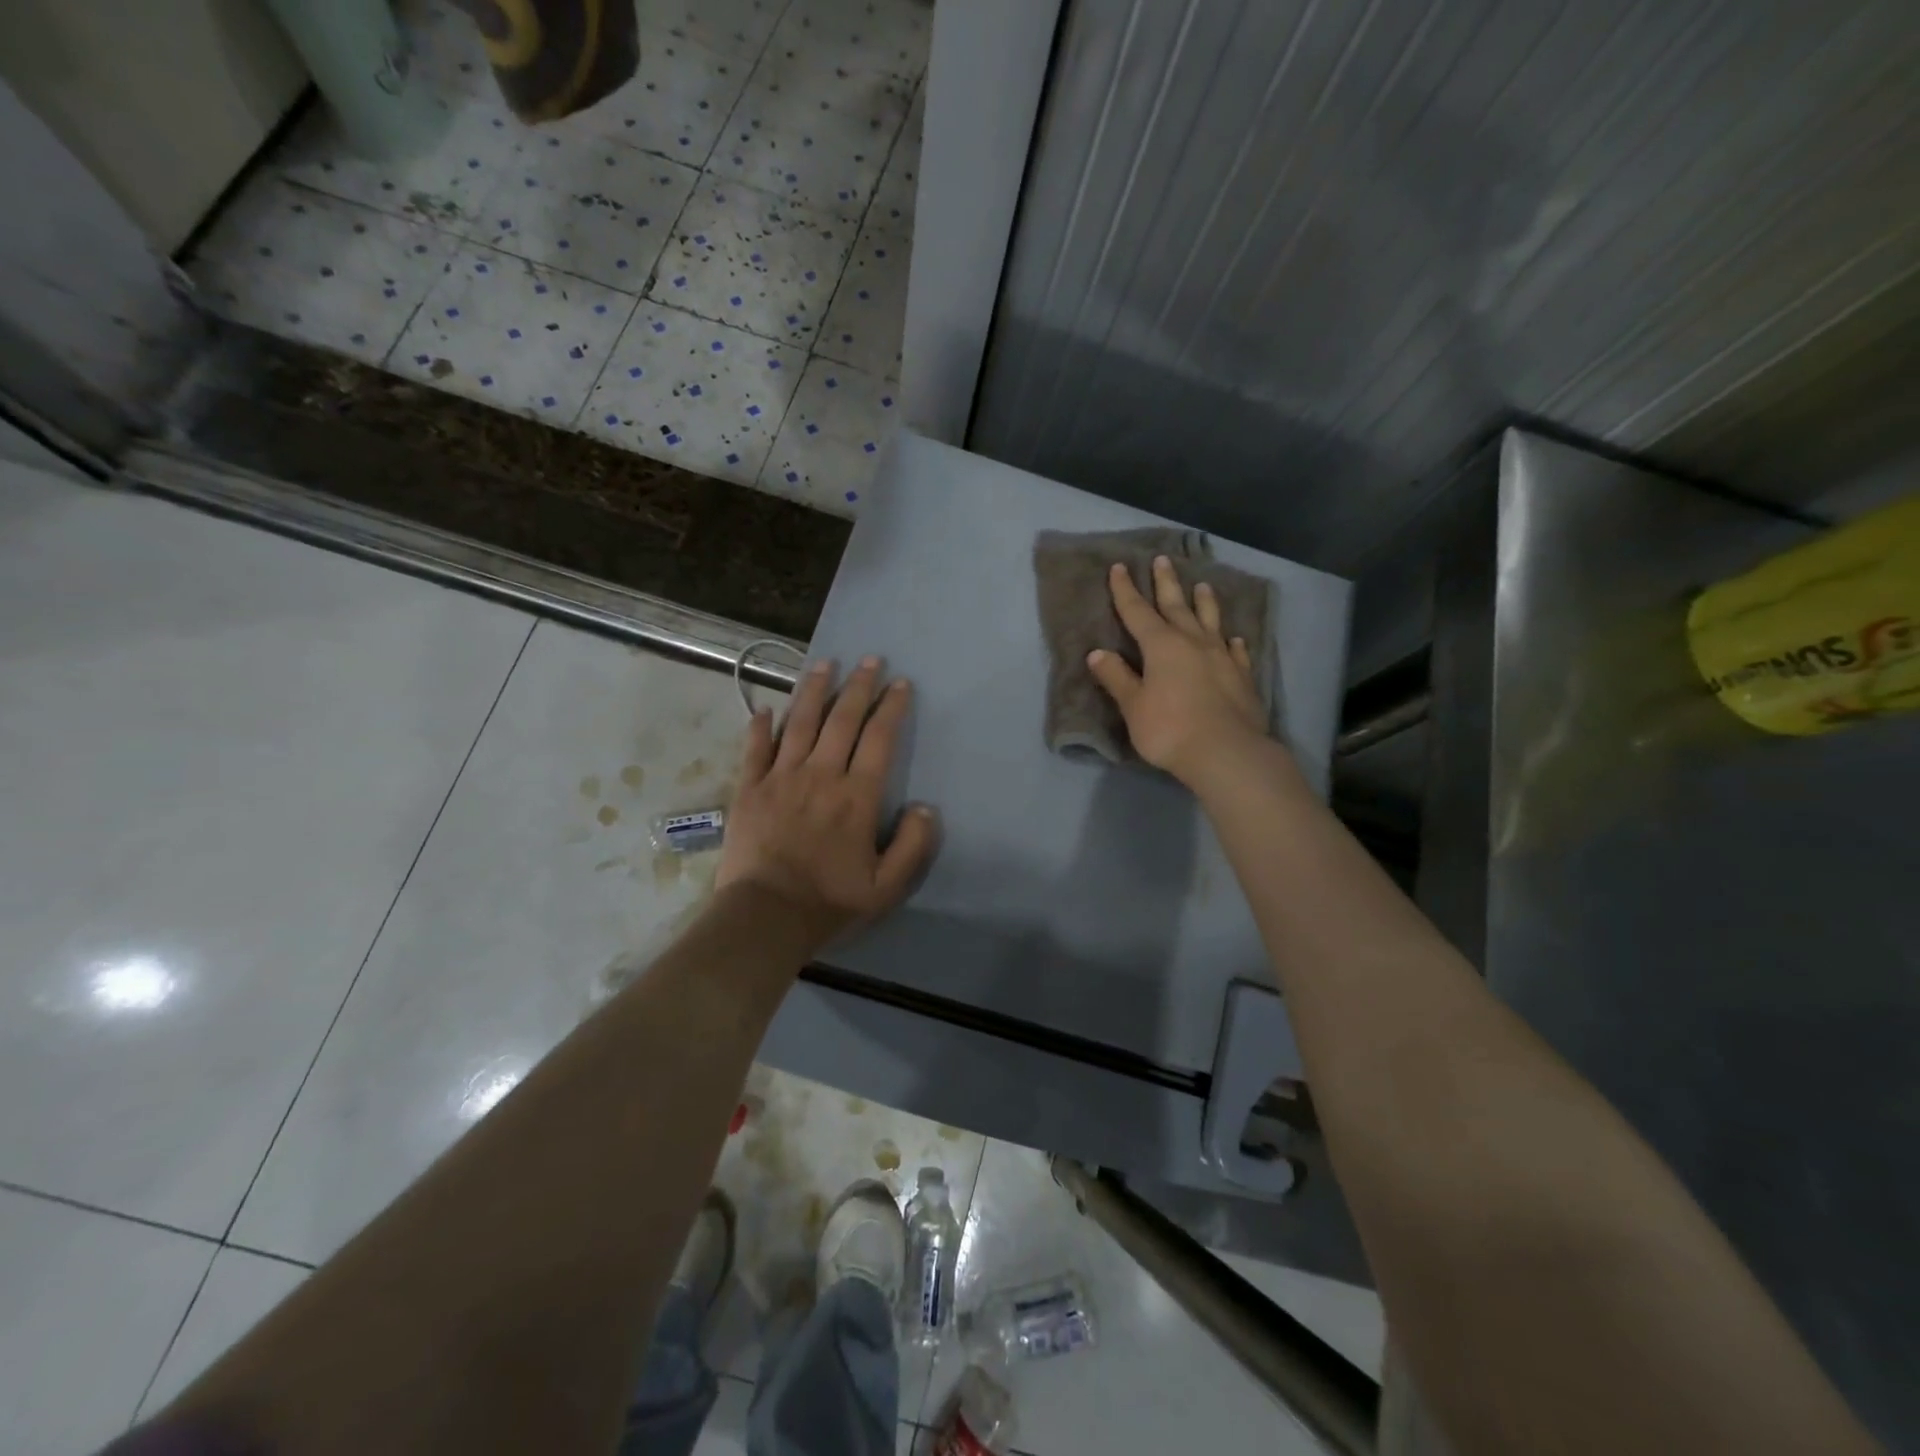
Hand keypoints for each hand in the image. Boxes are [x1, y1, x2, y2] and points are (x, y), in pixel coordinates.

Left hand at [716, 656, 937, 944]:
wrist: (765, 916)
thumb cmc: (829, 901)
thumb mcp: (887, 885)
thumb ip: (913, 845)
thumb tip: (925, 807)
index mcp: (856, 796)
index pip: (879, 739)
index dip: (891, 708)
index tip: (900, 683)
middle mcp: (820, 775)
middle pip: (841, 720)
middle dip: (858, 686)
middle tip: (869, 659)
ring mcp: (780, 778)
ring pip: (799, 723)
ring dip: (813, 690)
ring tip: (824, 664)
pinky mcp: (748, 789)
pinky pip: (755, 750)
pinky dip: (760, 727)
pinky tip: (765, 709)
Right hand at [1086, 555, 1269, 783]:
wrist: (1226, 752)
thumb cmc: (1170, 729)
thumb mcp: (1133, 706)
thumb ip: (1117, 678)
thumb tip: (1097, 653)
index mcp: (1161, 646)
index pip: (1137, 611)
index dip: (1126, 590)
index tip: (1120, 567)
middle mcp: (1192, 643)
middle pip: (1176, 606)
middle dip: (1166, 584)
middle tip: (1163, 560)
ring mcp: (1221, 658)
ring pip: (1211, 622)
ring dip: (1205, 603)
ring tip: (1203, 586)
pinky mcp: (1241, 677)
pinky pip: (1235, 652)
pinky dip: (1232, 642)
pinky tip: (1233, 640)